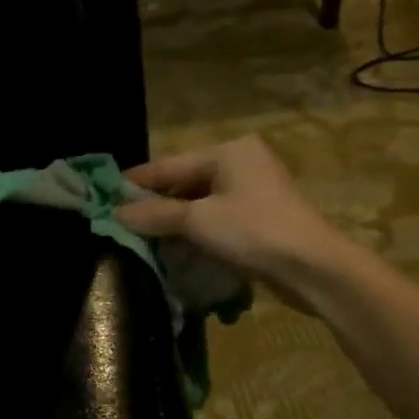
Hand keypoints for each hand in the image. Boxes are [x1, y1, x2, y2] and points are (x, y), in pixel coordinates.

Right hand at [115, 136, 351, 305]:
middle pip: (186, 181)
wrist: (312, 266)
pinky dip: (195, 229)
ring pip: (200, 201)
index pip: (170, 164)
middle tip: (123, 220)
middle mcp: (242, 162)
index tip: (106, 193)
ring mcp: (254, 190)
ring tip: (143, 236)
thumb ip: (155, 214)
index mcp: (228, 152)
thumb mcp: (197, 221)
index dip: (138, 181)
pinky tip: (175, 245)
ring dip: (174, 219)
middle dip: (156, 203)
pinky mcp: (260, 216)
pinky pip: (216, 216)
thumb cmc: (253, 231)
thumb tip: (117, 213)